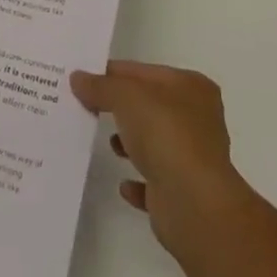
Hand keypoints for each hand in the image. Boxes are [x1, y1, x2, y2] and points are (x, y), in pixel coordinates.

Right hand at [70, 61, 251, 254]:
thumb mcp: (125, 97)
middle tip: (88, 108)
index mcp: (191, 87)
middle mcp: (198, 119)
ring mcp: (194, 158)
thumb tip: (78, 78)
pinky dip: (139, 181)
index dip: (114, 73)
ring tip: (107, 144)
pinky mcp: (185, 194)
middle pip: (150, 106)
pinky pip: (156, 182)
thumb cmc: (165, 135)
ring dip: (131, 143)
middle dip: (122, 108)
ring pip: (155, 143)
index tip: (85, 79)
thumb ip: (100, 86)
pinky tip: (123, 183)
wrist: (194, 205)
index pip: (144, 72)